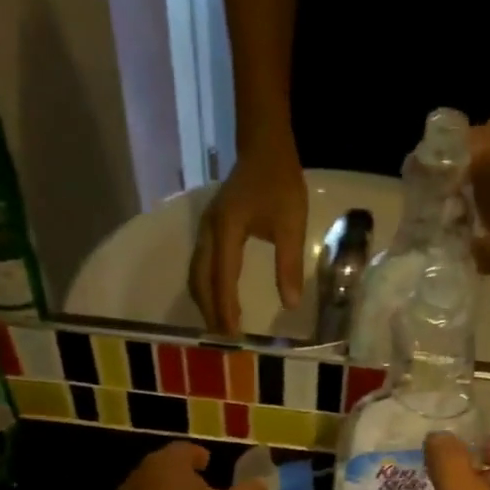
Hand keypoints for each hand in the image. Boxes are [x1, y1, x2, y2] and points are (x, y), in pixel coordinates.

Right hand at [189, 138, 307, 333]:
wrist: (263, 146)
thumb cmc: (280, 182)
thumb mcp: (292, 223)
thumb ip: (289, 264)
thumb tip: (290, 304)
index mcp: (227, 229)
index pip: (222, 278)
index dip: (225, 310)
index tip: (233, 337)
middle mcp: (209, 232)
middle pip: (201, 281)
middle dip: (211, 313)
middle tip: (225, 343)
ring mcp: (205, 231)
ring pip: (197, 276)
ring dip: (206, 304)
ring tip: (221, 330)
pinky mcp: (209, 233)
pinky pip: (201, 269)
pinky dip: (207, 291)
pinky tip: (219, 306)